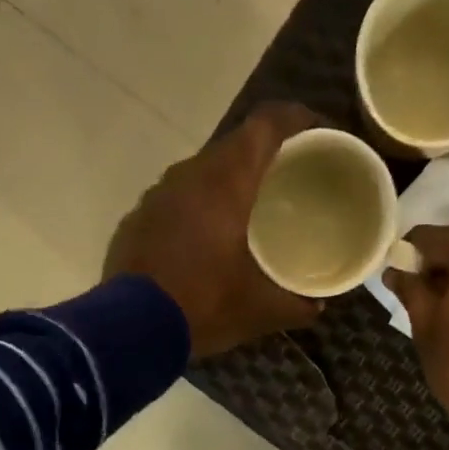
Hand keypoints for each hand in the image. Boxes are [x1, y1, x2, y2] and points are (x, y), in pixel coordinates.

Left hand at [105, 102, 325, 356]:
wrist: (131, 330)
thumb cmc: (204, 306)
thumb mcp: (259, 311)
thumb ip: (295, 306)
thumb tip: (317, 308)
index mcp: (227, 183)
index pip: (265, 125)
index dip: (295, 119)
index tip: (316, 132)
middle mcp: (189, 175)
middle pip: (233, 147)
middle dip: (263, 157)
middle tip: (286, 180)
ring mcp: (157, 195)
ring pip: (200, 174)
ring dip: (226, 184)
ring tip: (246, 212)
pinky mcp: (136, 220)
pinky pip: (175, 202)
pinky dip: (196, 210)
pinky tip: (203, 242)